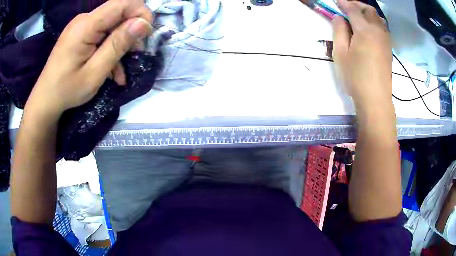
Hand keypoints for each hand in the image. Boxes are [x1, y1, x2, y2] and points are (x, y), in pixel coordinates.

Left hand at [26, 0, 152, 118]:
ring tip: (121, 71)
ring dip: (121, 45)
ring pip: (112, 25)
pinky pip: (102, 34)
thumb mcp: (95, 72)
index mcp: (85, 25)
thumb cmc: (67, 90)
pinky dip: (110, 49)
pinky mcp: (81, 34)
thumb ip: (117, 45)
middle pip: (118, 13)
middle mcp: (84, 19)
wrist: (45, 100)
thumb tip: (143, 24)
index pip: (123, 3)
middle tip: (134, 56)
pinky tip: (112, 69)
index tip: (146, 35)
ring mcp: (82, 26)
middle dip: (131, 32)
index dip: (141, 13)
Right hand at [332, 0, 391, 111]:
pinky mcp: (388, 48)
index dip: (343, 3)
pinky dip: (374, 21)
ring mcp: (385, 40)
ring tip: (357, 16)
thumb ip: (339, 31)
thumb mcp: (340, 53)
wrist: (375, 98)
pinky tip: (368, 28)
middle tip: (347, 7)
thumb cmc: (356, 77)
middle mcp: (377, 31)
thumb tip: (339, 17)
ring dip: (366, 12)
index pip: (353, 9)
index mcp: (364, 30)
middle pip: (369, 10)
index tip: (336, 1)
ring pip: (378, 18)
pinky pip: (382, 27)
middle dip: (357, 5)